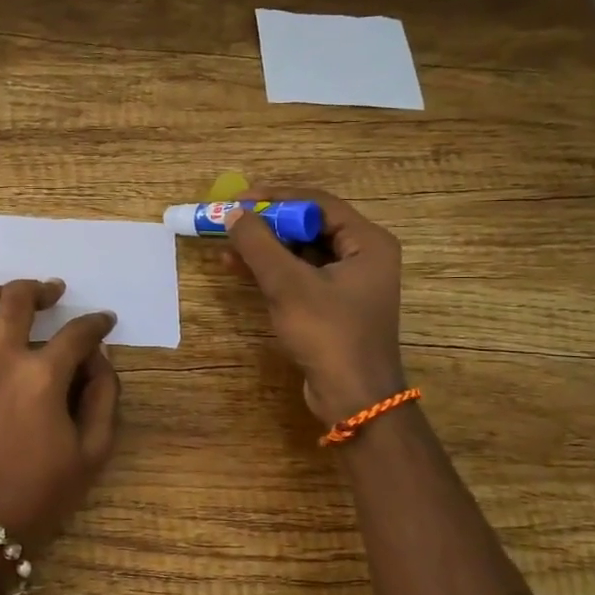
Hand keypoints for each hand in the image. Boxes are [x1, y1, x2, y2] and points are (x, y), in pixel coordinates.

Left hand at [0, 279, 119, 548]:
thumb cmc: (41, 494)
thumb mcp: (92, 452)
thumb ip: (103, 398)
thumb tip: (99, 359)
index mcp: (43, 376)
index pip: (77, 334)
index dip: (96, 323)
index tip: (105, 321)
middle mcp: (1, 360)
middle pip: (17, 301)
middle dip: (40, 289)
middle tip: (54, 292)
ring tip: (7, 297)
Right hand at [225, 190, 406, 422]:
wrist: (353, 397)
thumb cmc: (328, 333)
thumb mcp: (288, 285)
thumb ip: (258, 244)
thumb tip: (231, 213)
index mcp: (368, 242)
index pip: (318, 203)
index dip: (276, 197)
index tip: (237, 200)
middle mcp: (363, 255)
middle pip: (309, 225)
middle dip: (267, 222)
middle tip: (230, 220)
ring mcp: (348, 281)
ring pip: (301, 251)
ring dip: (265, 246)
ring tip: (226, 243)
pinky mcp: (333, 304)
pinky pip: (300, 274)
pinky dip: (272, 269)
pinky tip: (238, 267)